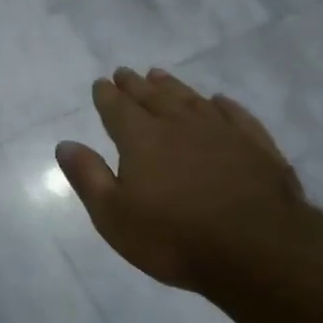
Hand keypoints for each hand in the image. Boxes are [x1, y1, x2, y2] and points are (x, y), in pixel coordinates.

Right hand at [56, 68, 304, 293]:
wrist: (257, 250)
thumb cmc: (173, 237)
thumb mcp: (113, 215)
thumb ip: (88, 176)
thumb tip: (65, 144)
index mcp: (141, 139)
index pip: (118, 109)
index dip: (107, 96)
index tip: (101, 83)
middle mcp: (180, 125)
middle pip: (153, 97)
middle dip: (135, 85)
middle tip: (124, 73)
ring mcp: (222, 132)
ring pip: (191, 99)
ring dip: (173, 86)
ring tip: (160, 75)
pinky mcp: (256, 146)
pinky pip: (235, 115)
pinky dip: (223, 105)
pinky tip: (218, 101)